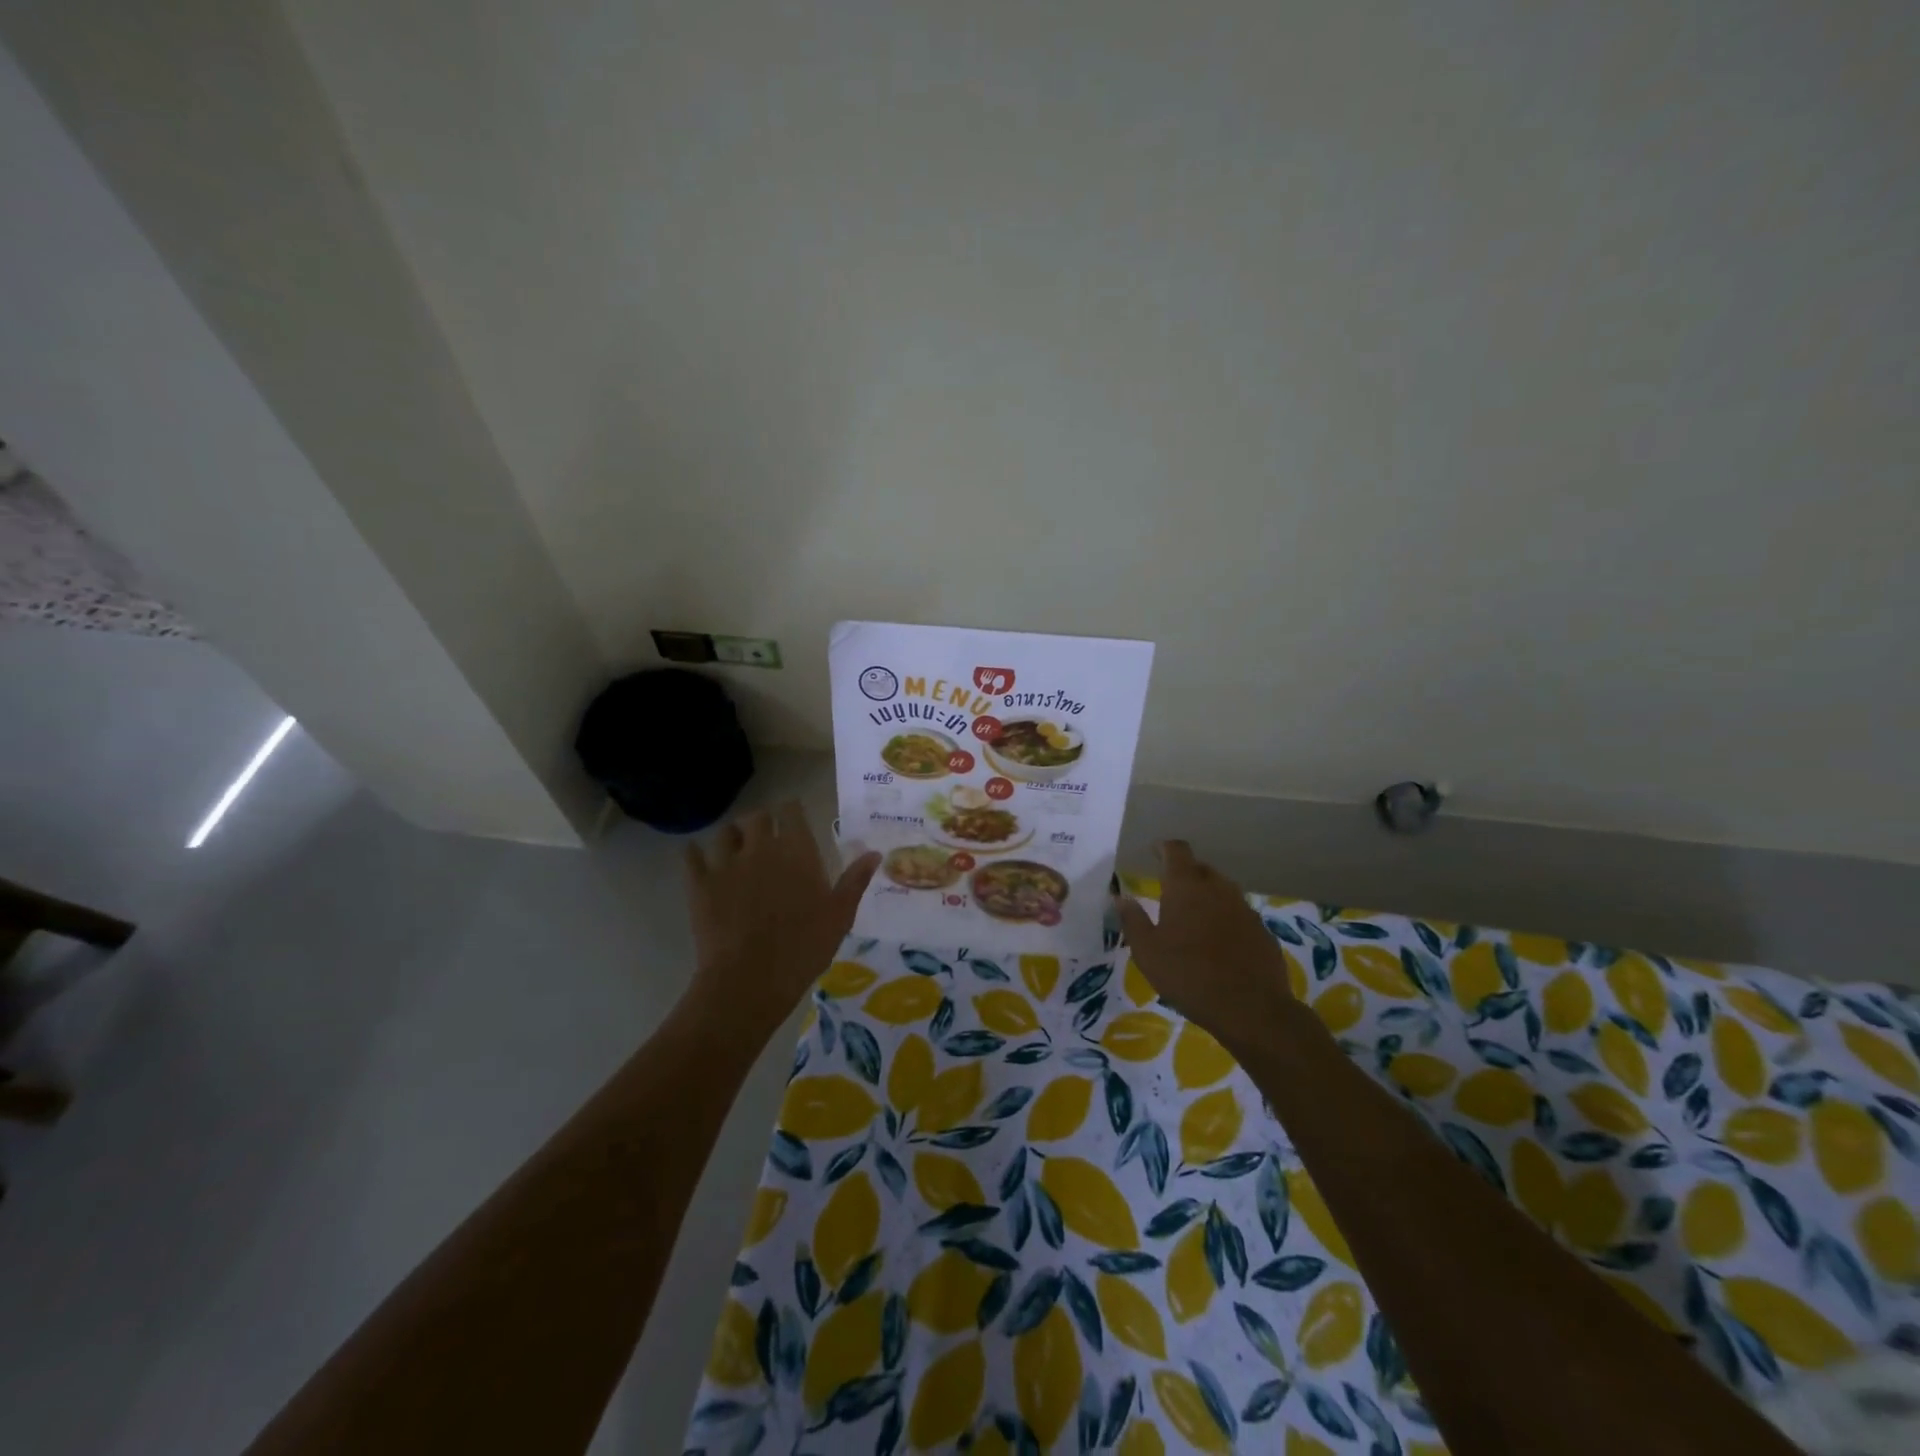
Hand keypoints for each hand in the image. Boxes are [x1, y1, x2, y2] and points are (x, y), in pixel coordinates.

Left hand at [684, 802, 880, 1041]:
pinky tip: (699, 859)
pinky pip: (691, 856)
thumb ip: (855, 880)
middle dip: (763, 821)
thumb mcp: (840, 914)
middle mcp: (761, 846)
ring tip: (736, 848)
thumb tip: (874, 853)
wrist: (751, 978)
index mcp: (797, 849)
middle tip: (767, 837)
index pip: (791, 810)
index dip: (792, 811)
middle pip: (757, 816)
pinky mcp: (700, 883)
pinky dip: (695, 854)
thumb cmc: (804, 945)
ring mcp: (726, 863)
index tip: (794, 818)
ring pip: (725, 832)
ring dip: (733, 836)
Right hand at [1117, 840, 1299, 1048]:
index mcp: (1186, 887)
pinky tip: (1219, 943)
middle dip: (1185, 873)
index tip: (1154, 852)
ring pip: (1222, 890)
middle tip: (1170, 891)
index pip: (1177, 850)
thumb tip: (1121, 897)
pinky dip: (1226, 919)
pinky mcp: (1262, 930)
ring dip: (1207, 896)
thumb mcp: (1147, 952)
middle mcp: (1217, 889)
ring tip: (1194, 918)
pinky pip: (1239, 914)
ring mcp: (1244, 908)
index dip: (1164, 848)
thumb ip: (1133, 920)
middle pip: (1200, 868)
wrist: (1251, 1009)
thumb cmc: (1189, 976)